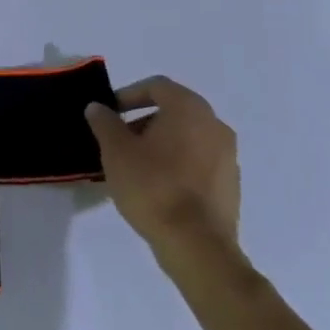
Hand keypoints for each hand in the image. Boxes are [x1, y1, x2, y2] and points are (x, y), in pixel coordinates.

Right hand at [86, 77, 240, 259]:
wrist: (196, 243)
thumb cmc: (152, 186)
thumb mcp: (115, 150)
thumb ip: (104, 122)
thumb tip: (99, 108)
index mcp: (189, 110)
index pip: (157, 86)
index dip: (128, 95)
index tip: (108, 113)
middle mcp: (215, 125)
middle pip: (174, 111)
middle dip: (141, 120)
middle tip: (117, 140)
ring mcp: (228, 156)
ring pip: (186, 137)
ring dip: (159, 142)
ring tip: (133, 165)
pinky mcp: (230, 183)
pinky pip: (198, 160)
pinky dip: (176, 162)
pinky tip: (156, 185)